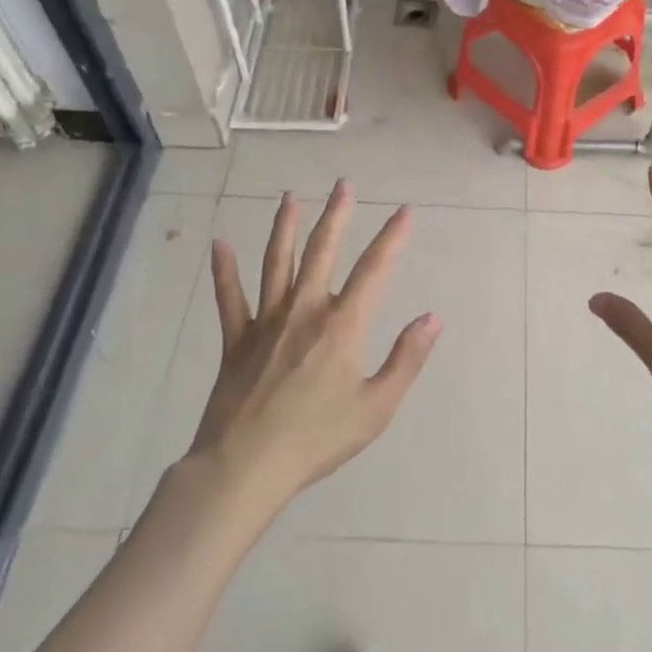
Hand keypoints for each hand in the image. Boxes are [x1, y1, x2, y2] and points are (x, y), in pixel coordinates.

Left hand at [187, 182, 441, 506]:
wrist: (246, 466)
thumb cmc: (318, 438)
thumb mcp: (377, 406)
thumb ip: (406, 359)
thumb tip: (433, 318)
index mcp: (343, 325)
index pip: (374, 269)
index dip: (392, 237)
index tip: (405, 211)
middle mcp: (305, 310)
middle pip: (322, 251)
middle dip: (336, 215)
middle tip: (343, 185)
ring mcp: (267, 321)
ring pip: (276, 262)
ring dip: (284, 227)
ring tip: (289, 198)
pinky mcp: (237, 340)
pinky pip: (230, 298)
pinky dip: (224, 271)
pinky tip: (219, 245)